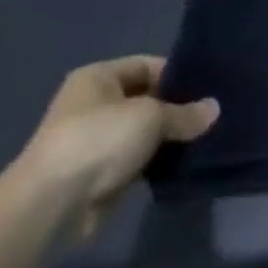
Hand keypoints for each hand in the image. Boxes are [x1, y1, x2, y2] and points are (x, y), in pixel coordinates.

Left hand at [15, 57, 218, 243]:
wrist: (53, 203)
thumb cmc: (99, 140)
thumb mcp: (150, 117)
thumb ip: (184, 113)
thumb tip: (214, 108)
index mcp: (98, 77)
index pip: (146, 65)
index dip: (177, 74)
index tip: (209, 87)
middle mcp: (94, 104)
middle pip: (146, 98)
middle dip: (177, 108)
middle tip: (213, 115)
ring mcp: (95, 140)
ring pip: (143, 132)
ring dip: (169, 138)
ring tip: (206, 139)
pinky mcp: (100, 173)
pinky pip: (137, 159)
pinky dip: (157, 162)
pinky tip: (184, 165)